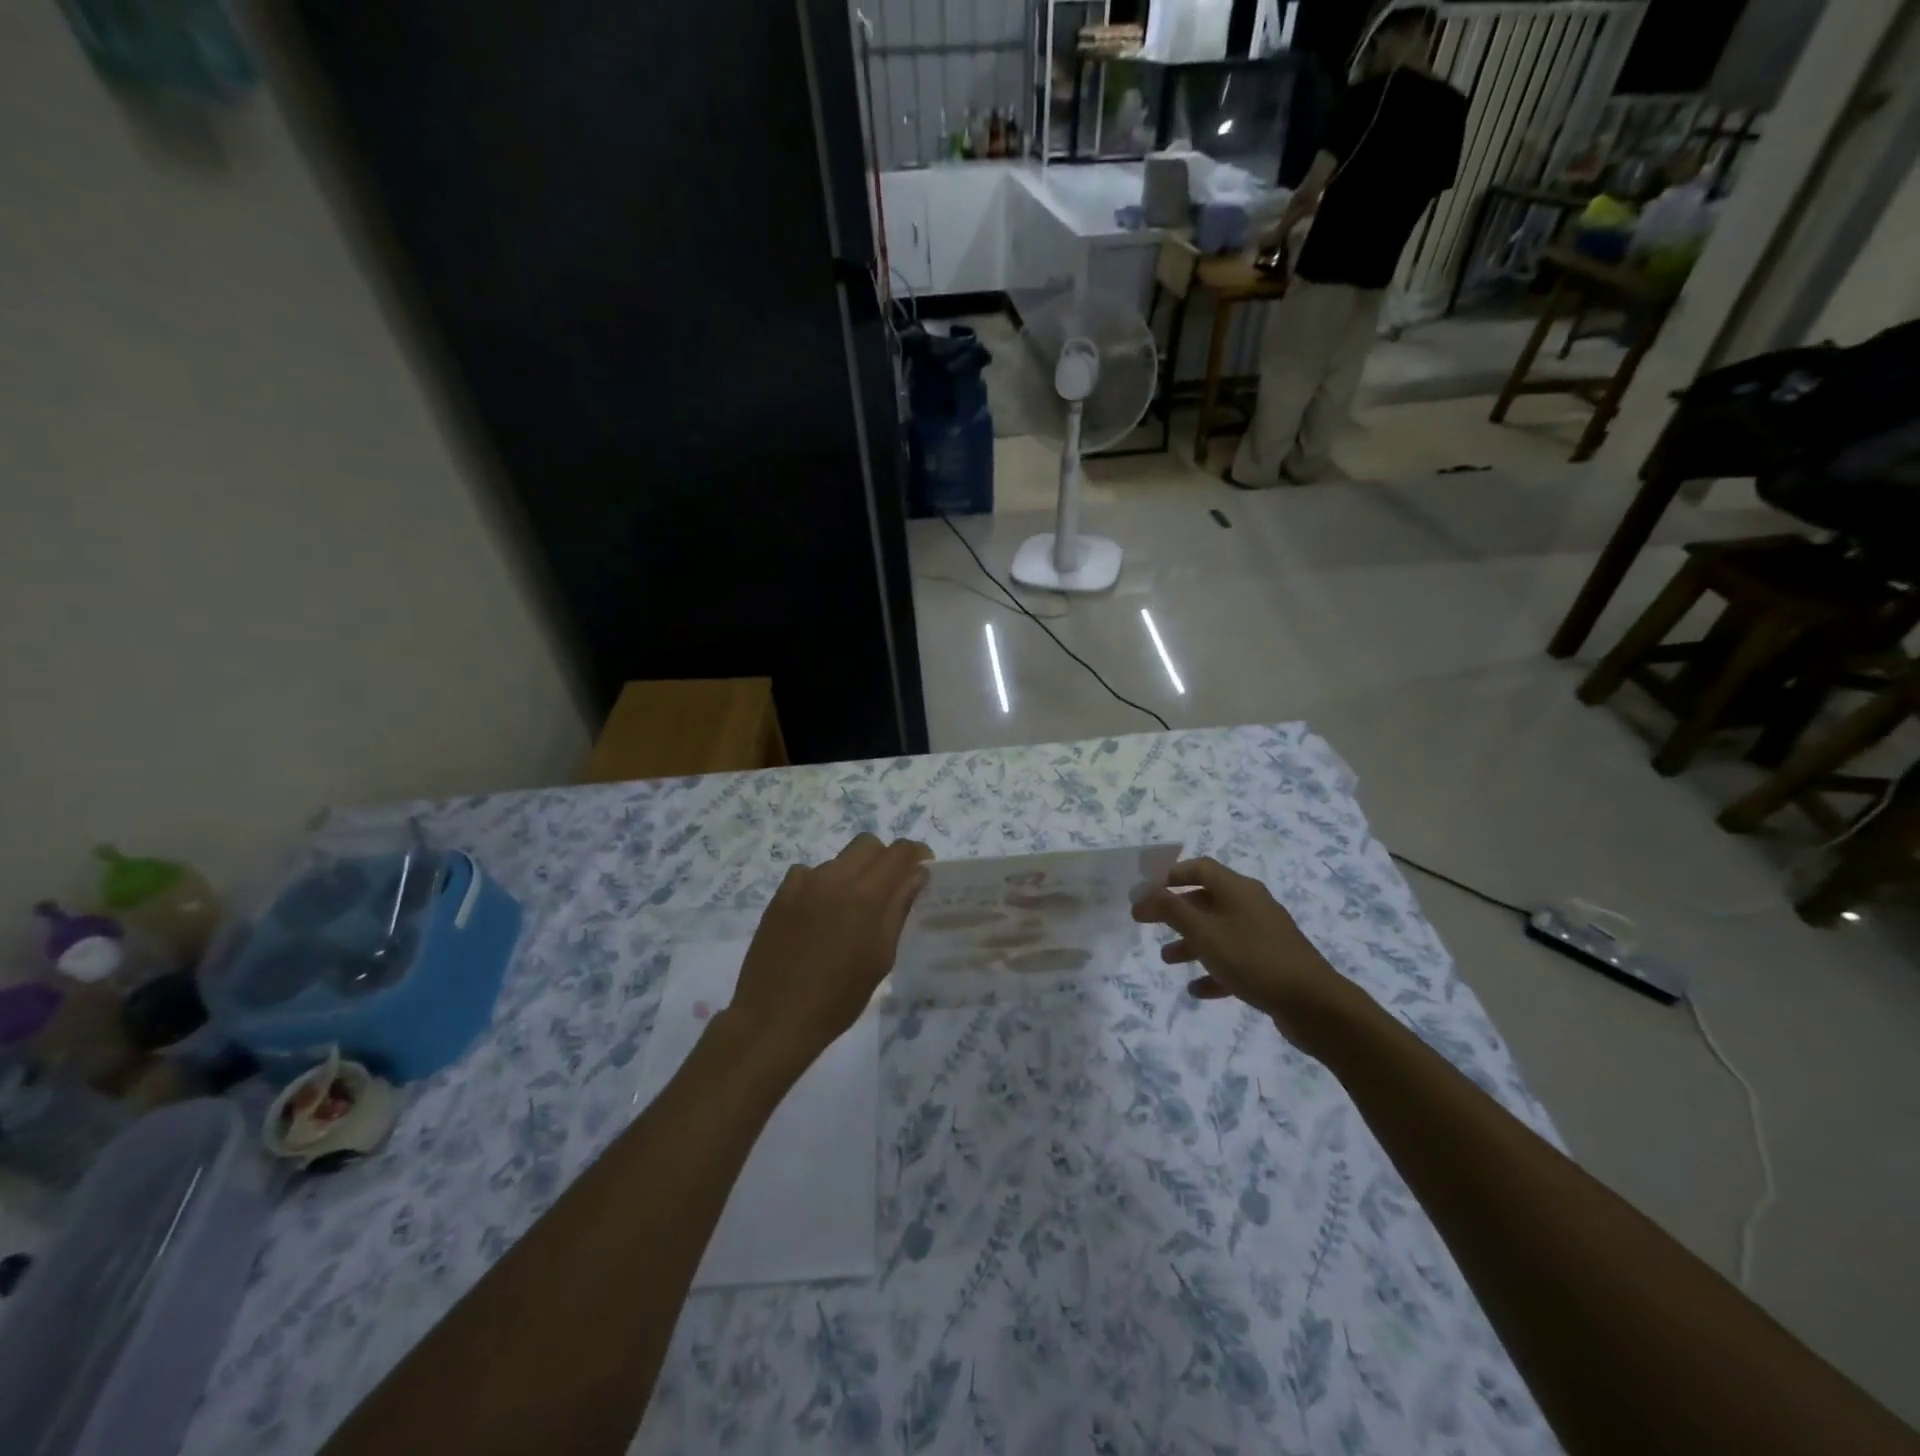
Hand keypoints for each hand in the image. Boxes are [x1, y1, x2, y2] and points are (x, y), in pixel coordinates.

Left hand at [727, 834, 931, 1068]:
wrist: (774, 1018)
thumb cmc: (838, 998)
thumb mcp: (881, 958)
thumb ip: (899, 909)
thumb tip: (916, 876)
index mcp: (866, 895)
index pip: (899, 852)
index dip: (916, 853)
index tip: (923, 867)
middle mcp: (834, 878)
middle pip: (868, 844)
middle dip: (885, 858)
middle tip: (890, 887)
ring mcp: (803, 883)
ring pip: (839, 859)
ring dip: (854, 873)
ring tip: (851, 909)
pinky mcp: (780, 894)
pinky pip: (809, 874)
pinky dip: (823, 884)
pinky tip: (820, 915)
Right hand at [1131, 857, 1357, 1048]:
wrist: (1315, 1005)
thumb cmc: (1253, 959)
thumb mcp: (1204, 932)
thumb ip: (1171, 910)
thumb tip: (1144, 893)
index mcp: (1238, 889)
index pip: (1200, 868)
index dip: (1170, 875)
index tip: (1144, 891)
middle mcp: (1251, 906)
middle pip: (1206, 899)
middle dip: (1176, 912)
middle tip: (1146, 923)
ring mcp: (1263, 935)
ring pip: (1218, 932)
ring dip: (1190, 943)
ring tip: (1166, 960)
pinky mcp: (1271, 964)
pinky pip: (1234, 960)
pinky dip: (1213, 971)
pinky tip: (1196, 990)